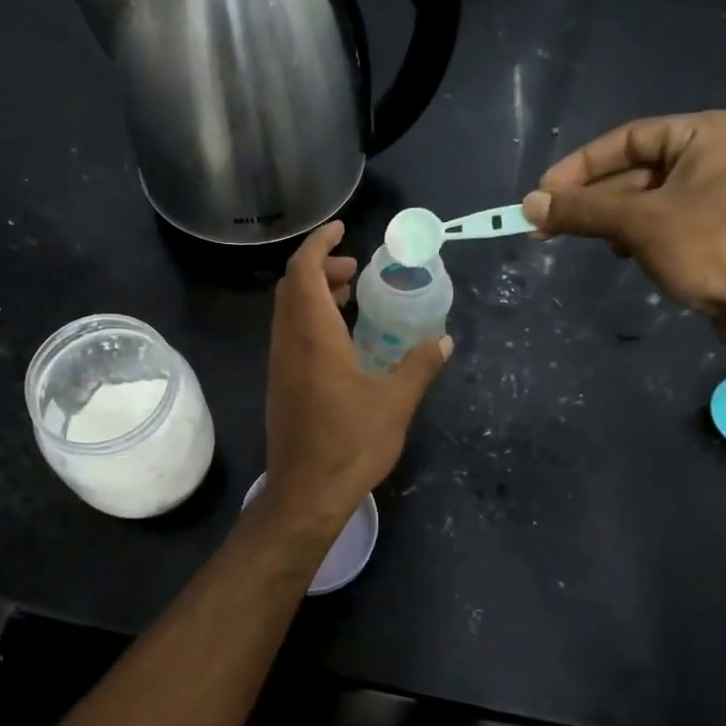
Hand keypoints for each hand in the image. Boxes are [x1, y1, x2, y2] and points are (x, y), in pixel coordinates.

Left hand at [263, 222, 451, 522]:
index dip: (319, 244)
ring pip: (288, 312)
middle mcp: (288, 344)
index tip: (342, 230)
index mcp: (313, 337)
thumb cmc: (350, 444)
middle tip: (357, 270)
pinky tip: (341, 341)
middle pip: (292, 288)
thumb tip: (445, 341)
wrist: (305, 494)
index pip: (303, 272)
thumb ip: (420, 366)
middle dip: (321, 268)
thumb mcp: (395, 403)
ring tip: (352, 298)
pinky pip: (289, 336)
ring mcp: (279, 366)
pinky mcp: (279, 386)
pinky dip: (310, 320)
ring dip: (314, 295)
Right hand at [522, 110, 725, 350]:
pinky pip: (666, 218)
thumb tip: (528, 205)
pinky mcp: (723, 225)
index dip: (578, 167)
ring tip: (584, 241)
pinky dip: (637, 233)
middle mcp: (720, 153)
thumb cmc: (714, 249)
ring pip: (647, 197)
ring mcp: (725, 190)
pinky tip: (623, 253)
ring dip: (611, 219)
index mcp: (710, 134)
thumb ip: (582, 210)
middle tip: (546, 224)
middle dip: (592, 199)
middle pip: (635, 168)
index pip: (627, 139)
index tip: (541, 194)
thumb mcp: (639, 224)